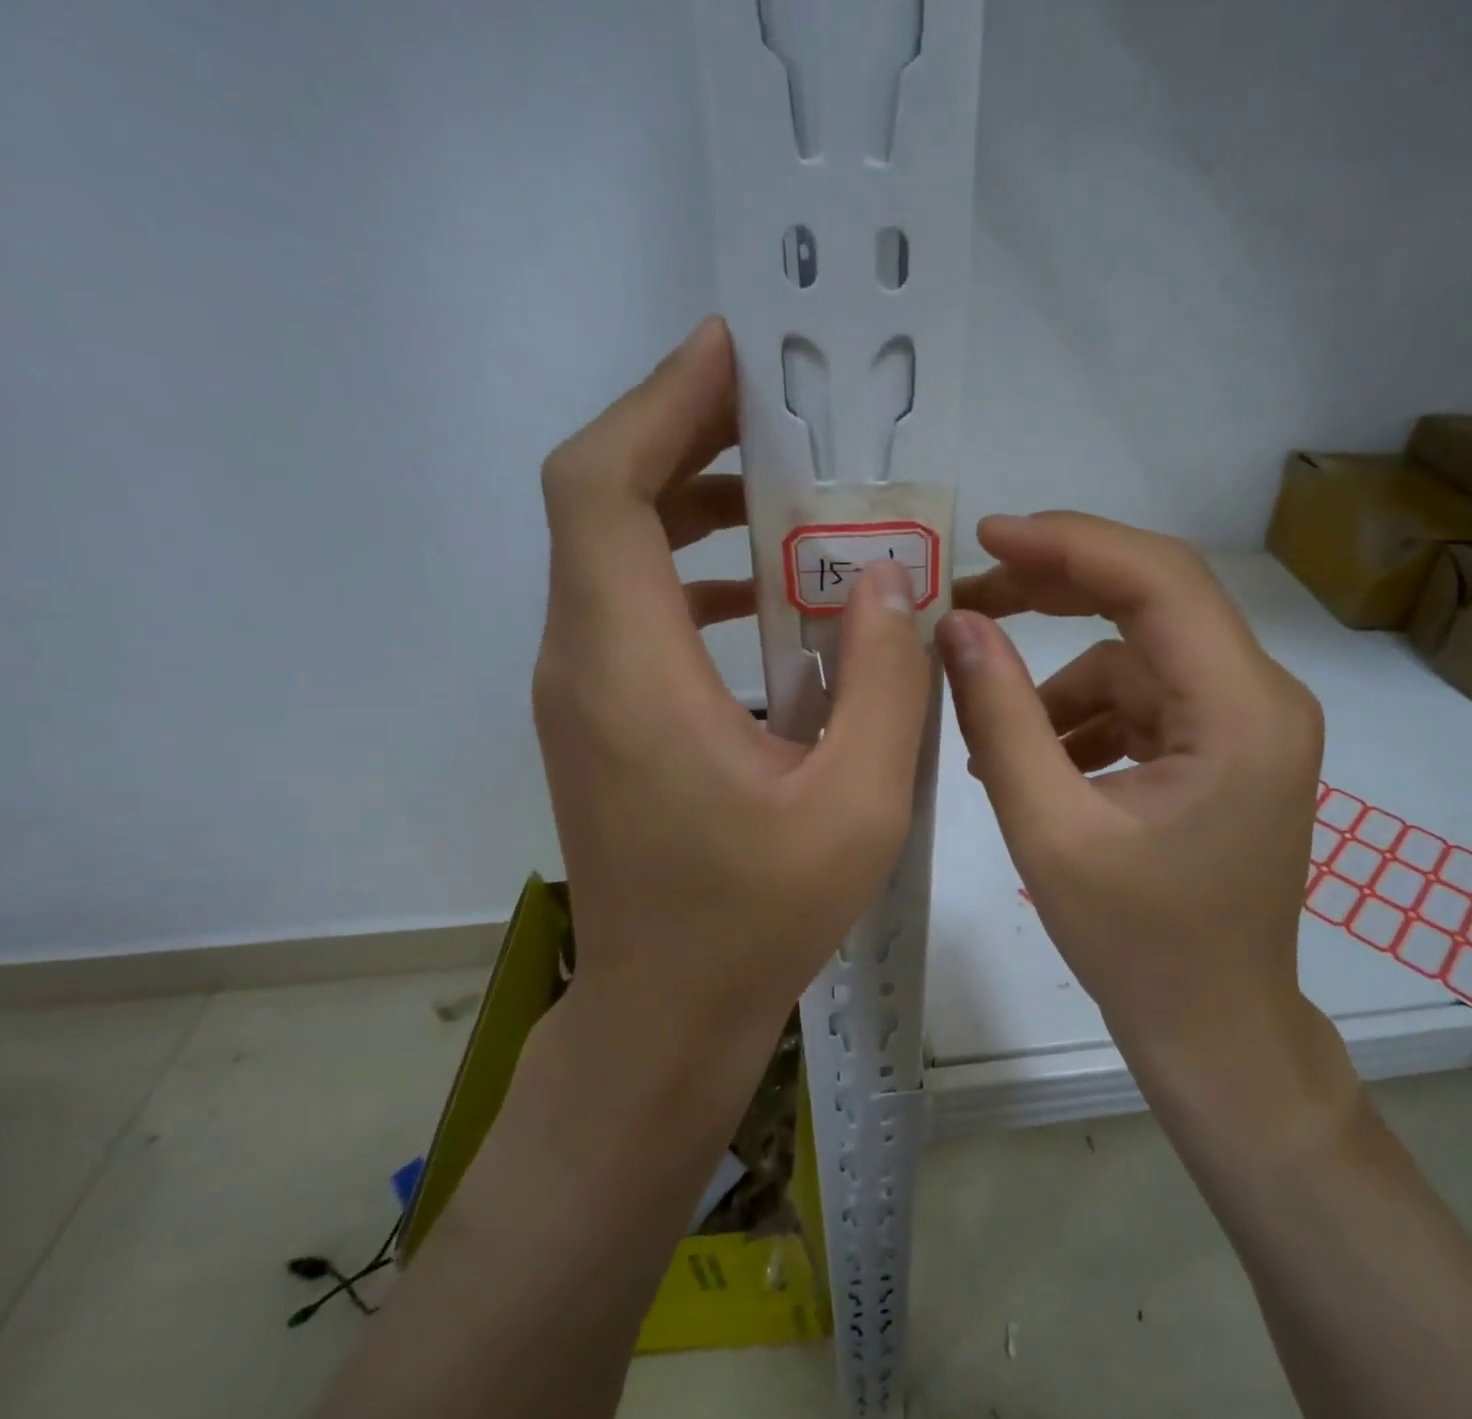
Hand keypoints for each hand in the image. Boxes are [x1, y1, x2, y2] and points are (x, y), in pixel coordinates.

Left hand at [532, 317, 930, 1045]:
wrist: (668, 1009)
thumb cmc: (758, 916)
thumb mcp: (856, 804)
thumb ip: (885, 683)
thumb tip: (890, 585)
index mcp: (631, 670)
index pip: (602, 488)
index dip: (659, 404)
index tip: (734, 356)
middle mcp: (581, 663)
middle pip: (600, 503)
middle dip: (683, 435)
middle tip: (779, 411)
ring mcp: (581, 692)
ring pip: (611, 553)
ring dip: (689, 501)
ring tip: (782, 488)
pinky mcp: (600, 719)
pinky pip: (630, 608)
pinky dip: (689, 570)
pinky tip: (765, 596)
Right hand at [938, 512, 1345, 1103]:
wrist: (1213, 1030)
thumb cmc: (1139, 947)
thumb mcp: (1049, 830)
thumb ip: (1001, 718)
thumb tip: (957, 627)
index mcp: (1240, 712)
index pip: (1158, 581)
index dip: (1069, 544)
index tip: (987, 538)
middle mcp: (1261, 699)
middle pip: (1152, 602)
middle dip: (1055, 593)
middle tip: (967, 605)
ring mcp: (1246, 723)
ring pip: (1134, 660)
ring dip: (1059, 690)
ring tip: (995, 748)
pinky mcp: (1224, 748)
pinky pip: (1142, 702)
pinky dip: (1083, 720)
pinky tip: (1038, 767)